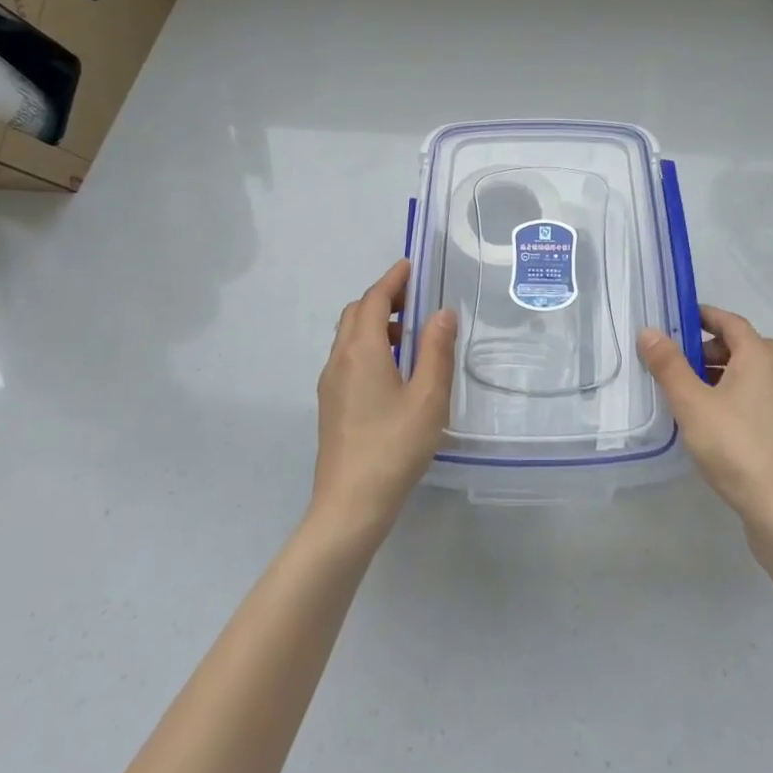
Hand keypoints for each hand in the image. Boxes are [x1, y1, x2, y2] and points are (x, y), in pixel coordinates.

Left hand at [310, 259, 456, 542]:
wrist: (350, 506)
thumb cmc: (393, 447)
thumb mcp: (428, 397)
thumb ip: (436, 350)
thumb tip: (441, 312)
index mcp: (362, 350)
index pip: (373, 299)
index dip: (392, 280)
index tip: (411, 266)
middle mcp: (339, 359)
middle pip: (356, 313)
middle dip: (383, 298)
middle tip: (415, 300)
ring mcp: (330, 383)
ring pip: (349, 336)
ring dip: (375, 323)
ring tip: (410, 335)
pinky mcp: (330, 404)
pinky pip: (347, 358)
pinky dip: (368, 346)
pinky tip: (393, 370)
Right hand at [639, 306, 772, 543]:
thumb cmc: (736, 445)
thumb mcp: (692, 403)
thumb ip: (668, 365)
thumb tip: (648, 331)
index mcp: (760, 356)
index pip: (730, 321)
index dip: (703, 316)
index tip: (675, 320)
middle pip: (741, 346)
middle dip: (708, 347)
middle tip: (678, 360)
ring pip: (748, 373)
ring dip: (718, 373)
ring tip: (686, 391)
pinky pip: (753, 397)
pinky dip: (730, 395)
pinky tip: (708, 420)